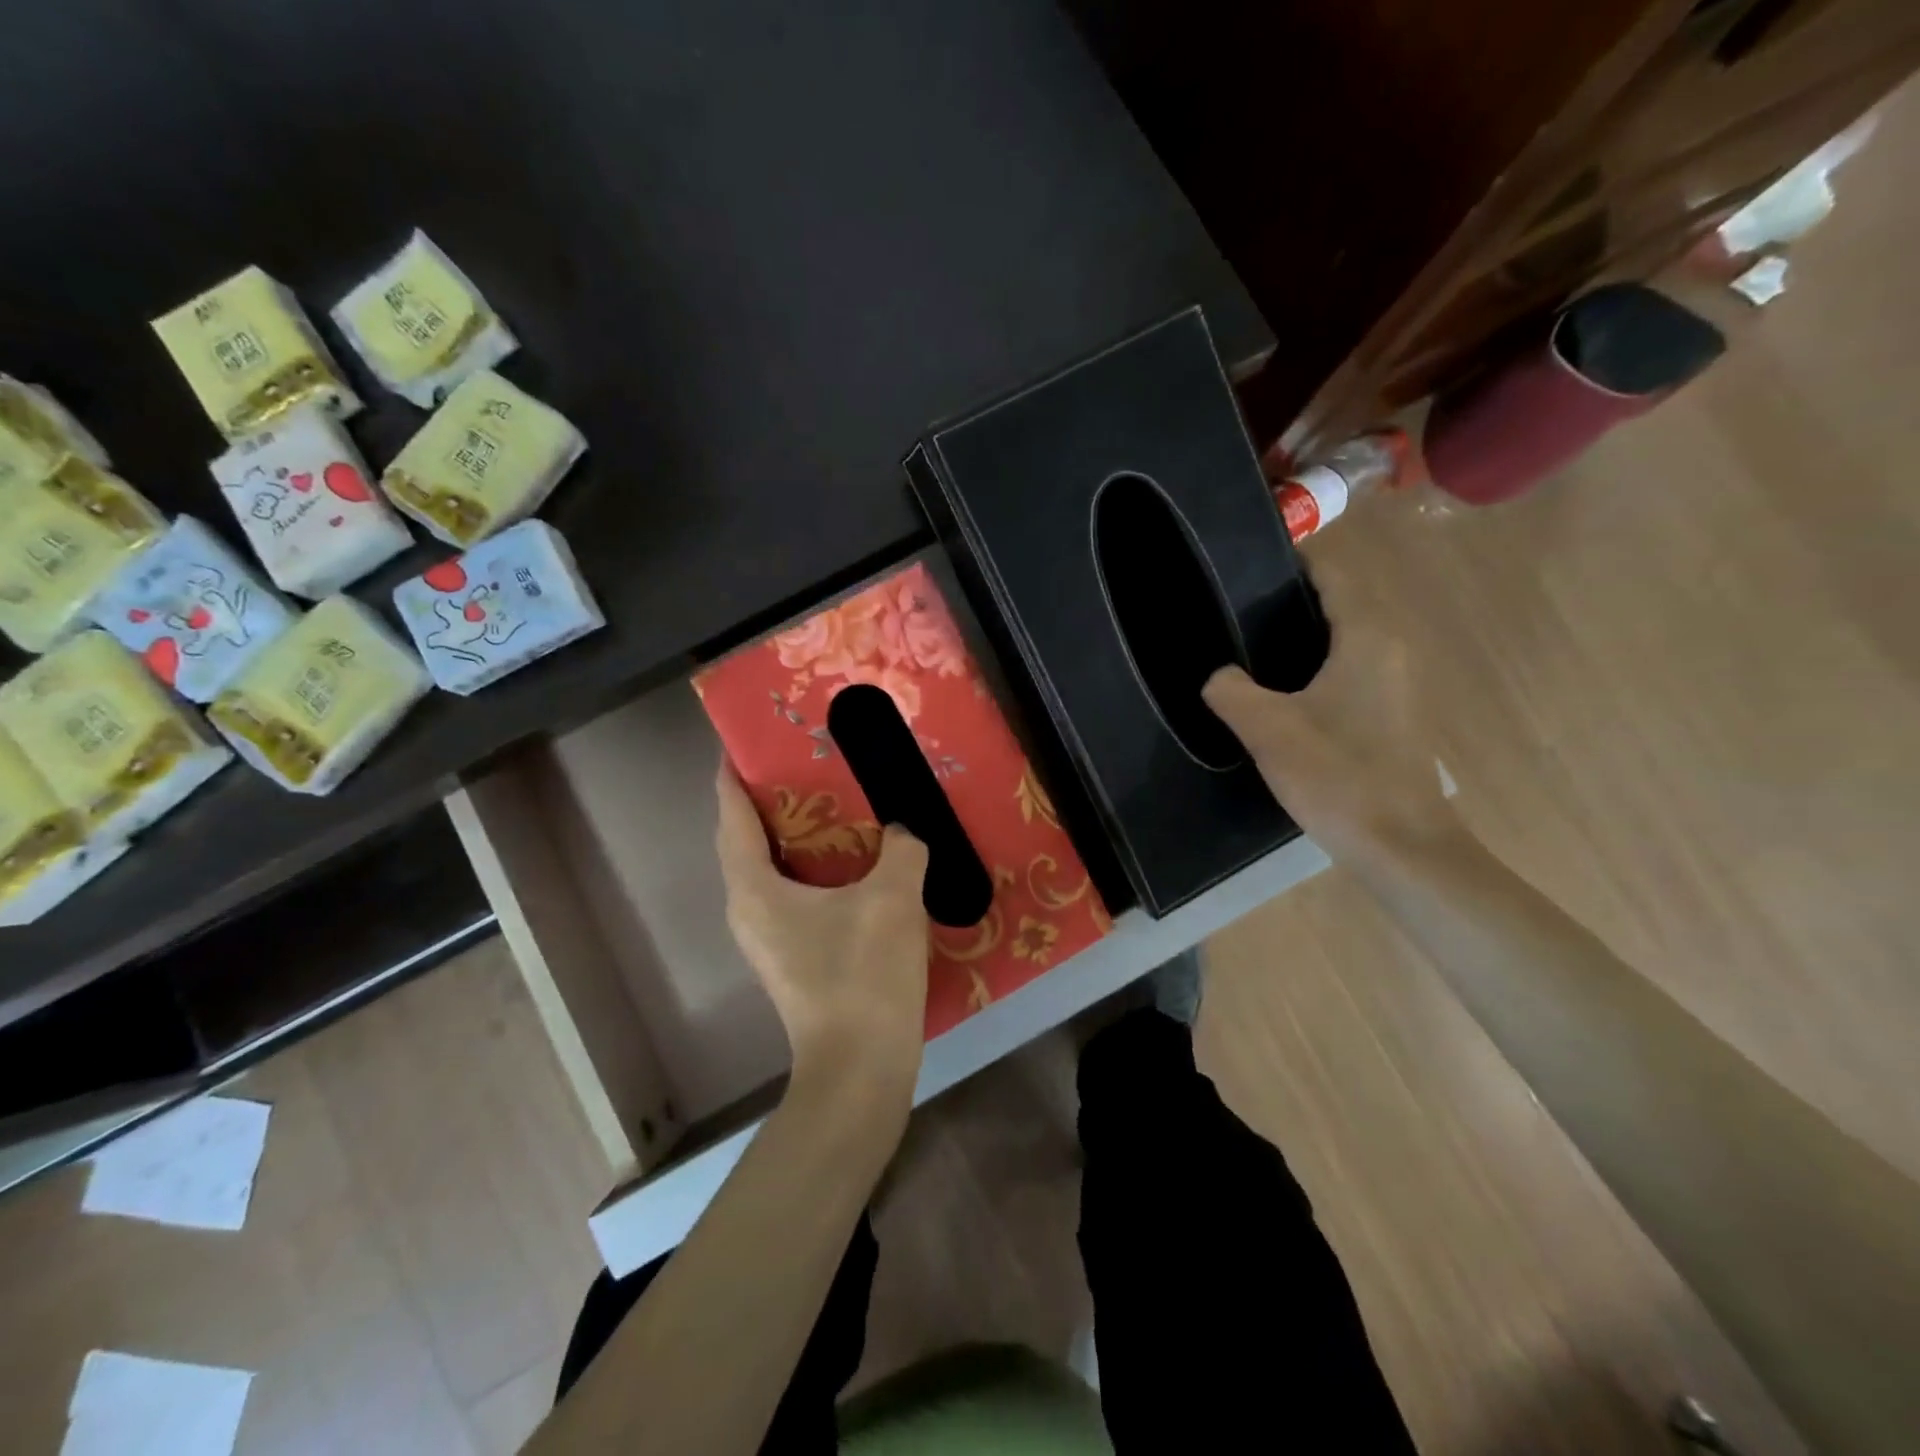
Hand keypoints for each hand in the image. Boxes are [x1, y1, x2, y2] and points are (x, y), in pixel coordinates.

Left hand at [714, 763, 930, 1108]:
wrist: (862, 1069)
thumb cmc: (863, 975)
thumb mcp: (892, 898)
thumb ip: (900, 849)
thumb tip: (901, 833)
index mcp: (754, 888)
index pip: (732, 816)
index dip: (732, 776)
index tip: (741, 742)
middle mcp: (749, 909)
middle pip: (747, 841)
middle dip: (767, 801)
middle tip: (802, 764)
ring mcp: (768, 939)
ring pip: (772, 871)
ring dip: (793, 836)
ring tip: (830, 804)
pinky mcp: (793, 958)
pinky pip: (794, 895)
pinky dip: (813, 869)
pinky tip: (854, 862)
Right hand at [1202, 568, 1456, 862]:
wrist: (1401, 844)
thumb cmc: (1338, 775)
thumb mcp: (1268, 729)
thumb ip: (1231, 691)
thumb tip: (1218, 675)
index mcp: (1366, 637)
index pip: (1333, 575)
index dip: (1294, 560)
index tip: (1249, 561)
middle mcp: (1389, 649)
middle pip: (1339, 603)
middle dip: (1290, 599)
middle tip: (1234, 609)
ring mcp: (1395, 684)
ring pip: (1344, 639)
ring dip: (1302, 636)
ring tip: (1248, 646)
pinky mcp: (1391, 714)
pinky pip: (1348, 670)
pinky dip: (1315, 666)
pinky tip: (1280, 692)